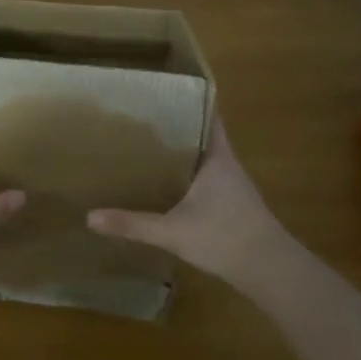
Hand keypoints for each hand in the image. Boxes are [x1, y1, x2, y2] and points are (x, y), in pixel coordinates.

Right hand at [87, 116, 297, 289]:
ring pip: (203, 158)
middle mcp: (226, 164)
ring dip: (182, 151)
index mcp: (216, 157)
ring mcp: (232, 186)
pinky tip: (166, 184)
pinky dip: (187, 175)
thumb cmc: (225, 238)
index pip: (208, 115)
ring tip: (148, 146)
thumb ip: (132, 224)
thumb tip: (90, 217)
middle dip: (177, 125)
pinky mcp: (232, 205)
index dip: (191, 99)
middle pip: (202, 134)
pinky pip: (205, 179)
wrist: (270, 271)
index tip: (165, 89)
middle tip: (142, 116)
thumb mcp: (173, 232)